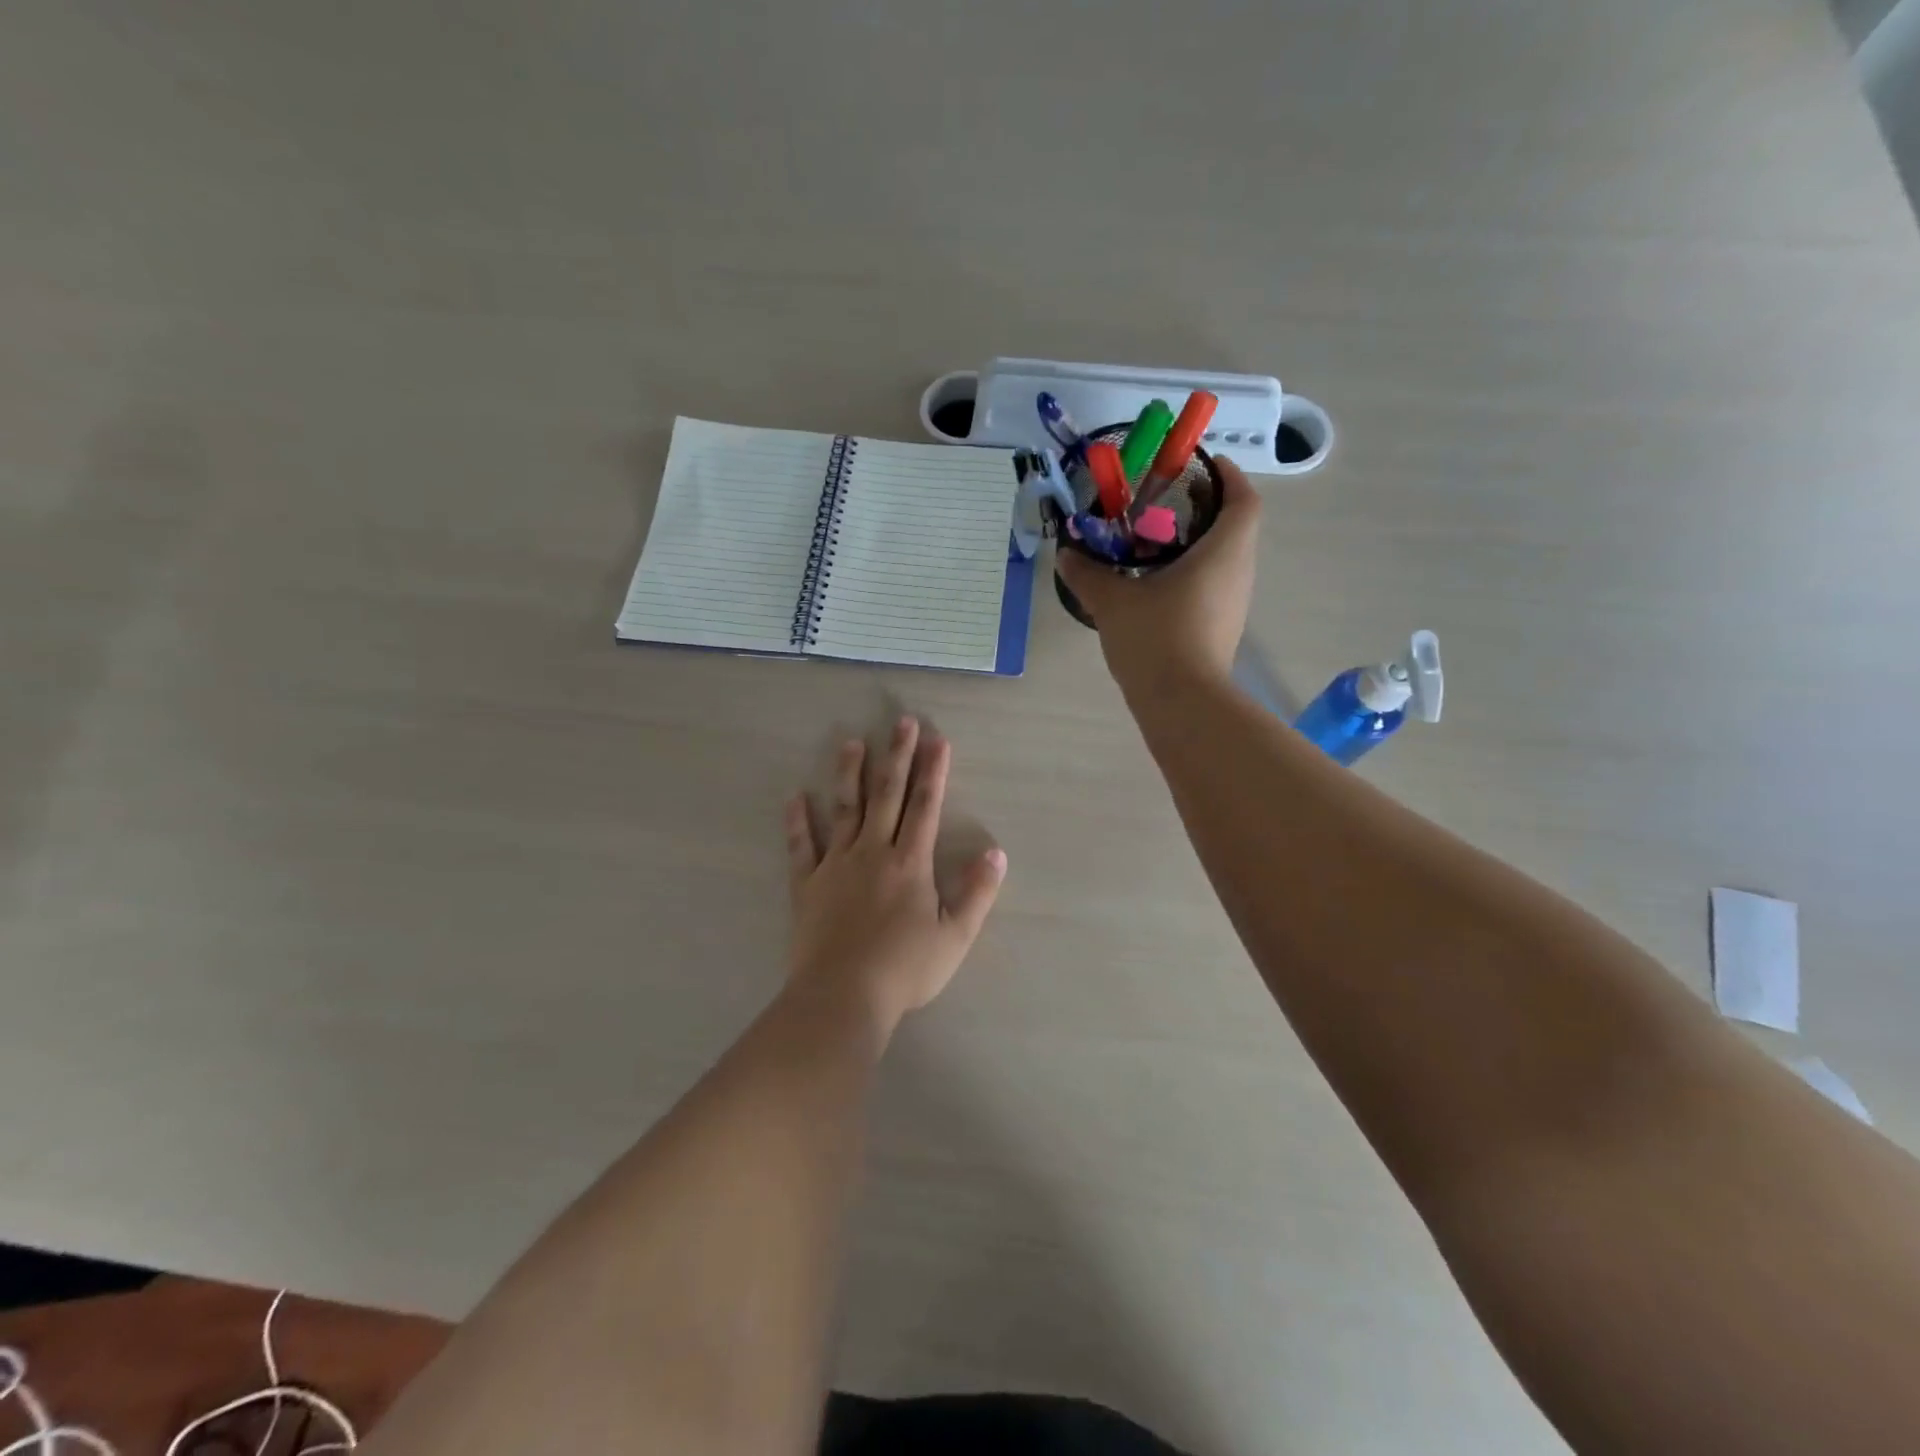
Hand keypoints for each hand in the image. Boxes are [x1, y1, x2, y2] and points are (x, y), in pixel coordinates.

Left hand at [784, 718, 1005, 1035]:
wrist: (843, 997)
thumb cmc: (905, 970)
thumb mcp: (955, 937)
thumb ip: (977, 893)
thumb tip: (996, 853)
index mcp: (910, 863)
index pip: (925, 806)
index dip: (933, 771)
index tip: (937, 740)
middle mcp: (873, 852)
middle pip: (887, 795)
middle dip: (897, 756)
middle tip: (901, 722)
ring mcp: (836, 865)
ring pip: (844, 809)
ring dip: (849, 775)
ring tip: (851, 743)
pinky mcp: (807, 884)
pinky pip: (801, 846)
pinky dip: (797, 822)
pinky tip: (795, 798)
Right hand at [1056, 457, 1261, 692]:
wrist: (1181, 703)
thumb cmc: (1156, 638)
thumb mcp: (1113, 601)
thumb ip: (1088, 574)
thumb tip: (1066, 554)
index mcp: (1223, 552)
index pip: (1243, 499)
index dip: (1228, 476)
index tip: (1202, 465)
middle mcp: (1238, 573)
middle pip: (1233, 528)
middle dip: (1203, 509)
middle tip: (1163, 503)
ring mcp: (1233, 605)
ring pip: (1222, 560)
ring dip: (1194, 545)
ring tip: (1151, 543)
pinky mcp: (1221, 629)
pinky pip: (1211, 587)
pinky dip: (1190, 576)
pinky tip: (1154, 586)